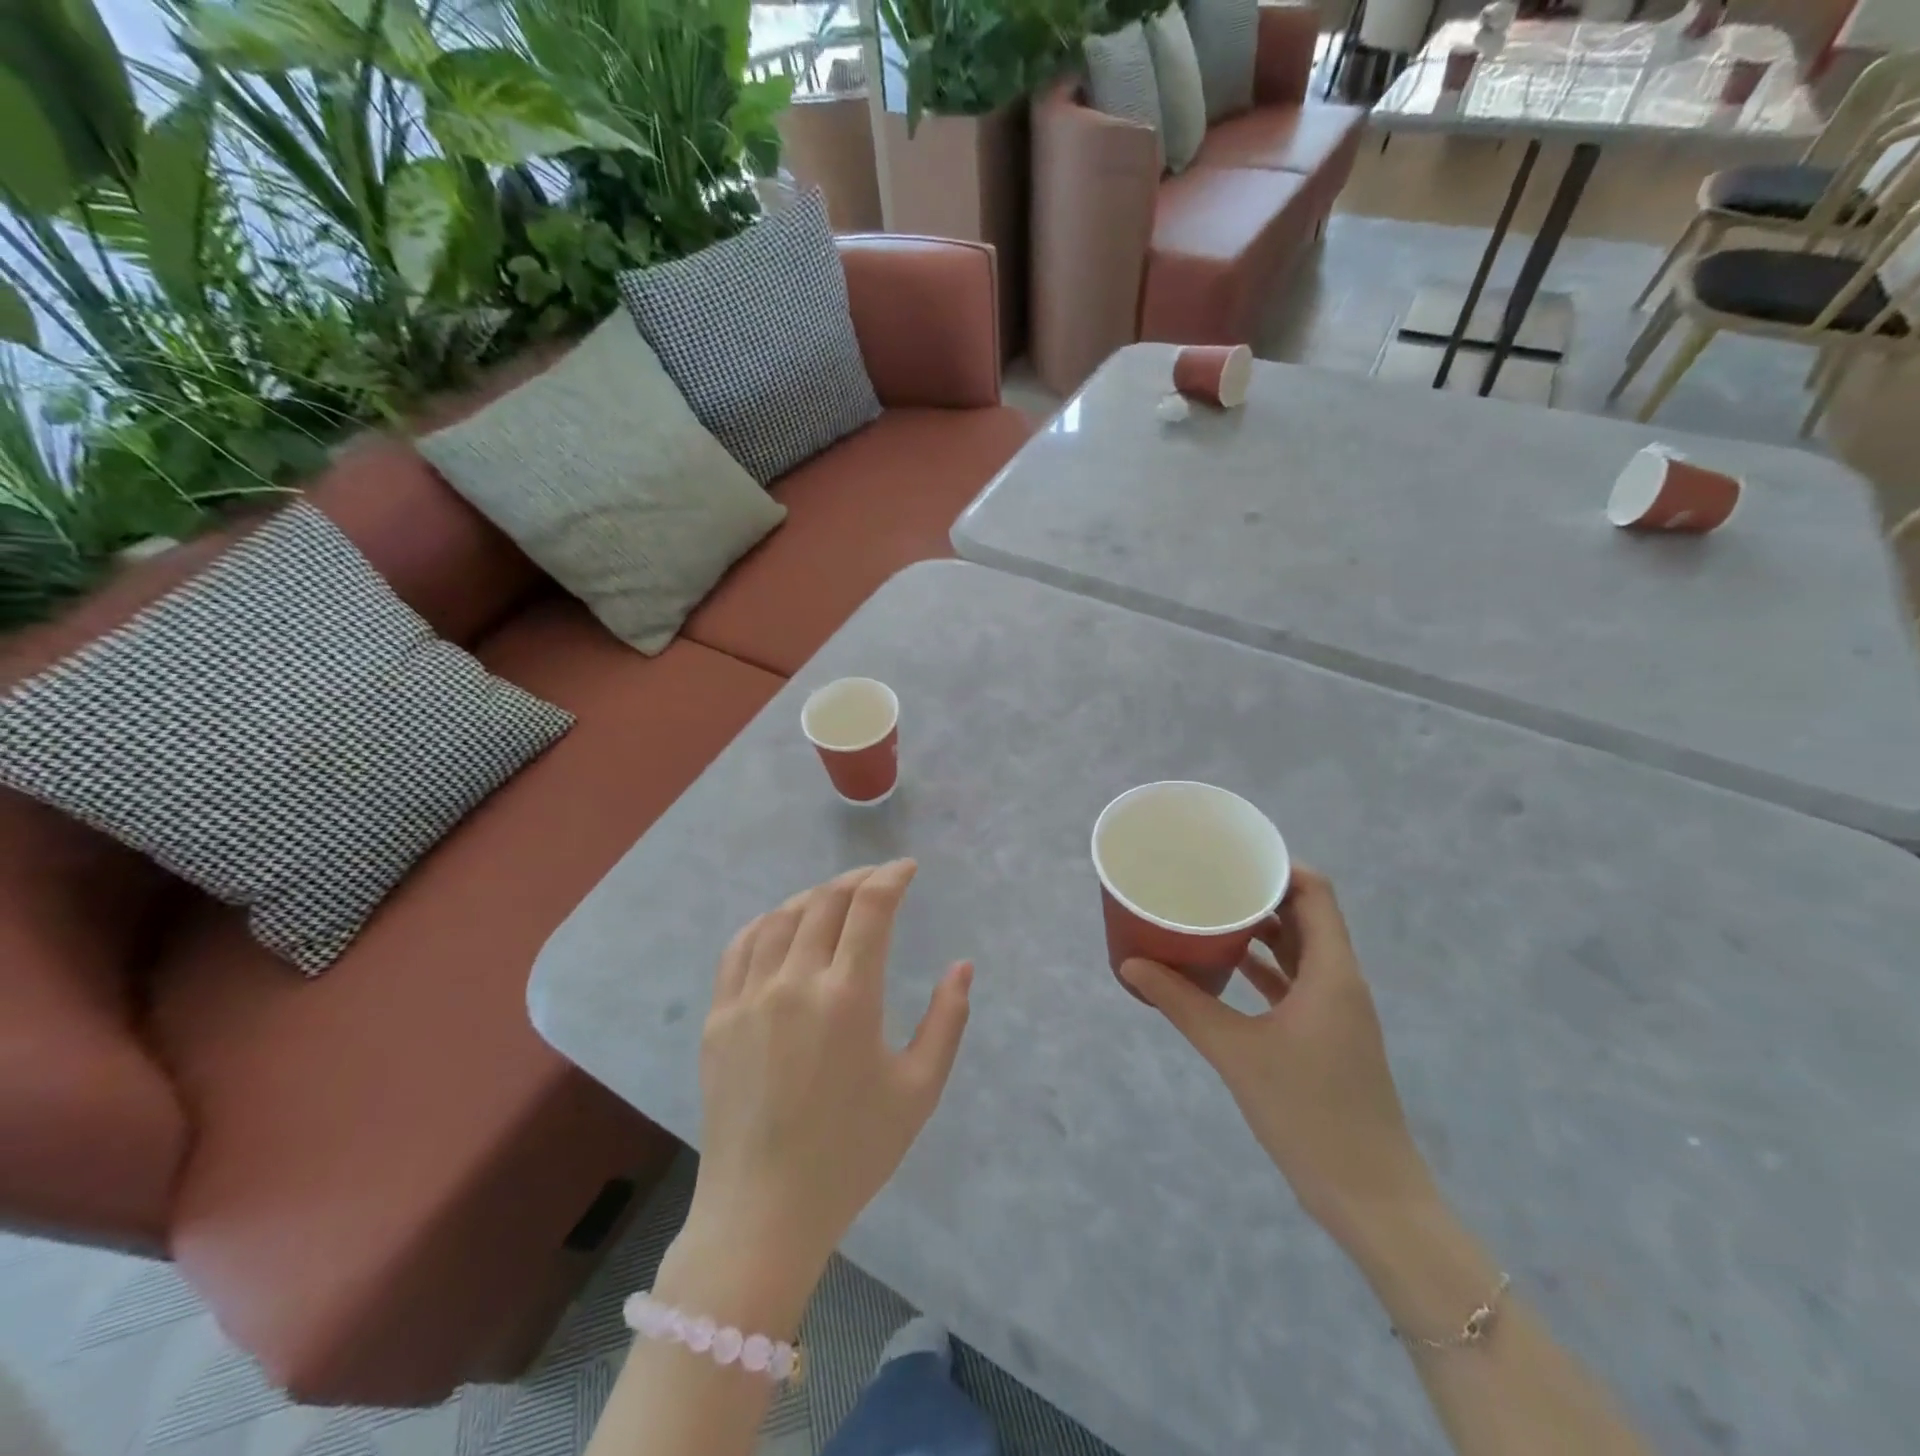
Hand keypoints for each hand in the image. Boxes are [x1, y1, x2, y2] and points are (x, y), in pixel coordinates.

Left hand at [685, 860, 972, 1290]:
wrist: (763, 1212)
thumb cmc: (852, 1154)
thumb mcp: (918, 1090)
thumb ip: (947, 1020)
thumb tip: (962, 966)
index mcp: (848, 997)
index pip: (870, 907)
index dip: (891, 876)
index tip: (908, 869)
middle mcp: (795, 983)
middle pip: (825, 901)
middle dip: (858, 879)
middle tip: (879, 880)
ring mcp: (749, 997)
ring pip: (781, 917)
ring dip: (814, 897)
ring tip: (836, 900)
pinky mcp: (719, 1017)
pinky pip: (740, 948)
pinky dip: (767, 923)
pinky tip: (782, 927)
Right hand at [1120, 867, 1434, 1247]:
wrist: (1370, 1197)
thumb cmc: (1309, 1113)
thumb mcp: (1236, 1052)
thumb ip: (1183, 1004)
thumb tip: (1130, 966)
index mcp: (1332, 973)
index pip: (1315, 893)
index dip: (1279, 866)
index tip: (1233, 856)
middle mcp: (1340, 981)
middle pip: (1307, 916)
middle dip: (1262, 893)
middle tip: (1211, 879)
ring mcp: (1336, 1011)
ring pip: (1301, 951)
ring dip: (1263, 930)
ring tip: (1212, 912)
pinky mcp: (1327, 1036)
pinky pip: (1296, 983)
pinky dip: (1265, 968)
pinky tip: (1226, 967)